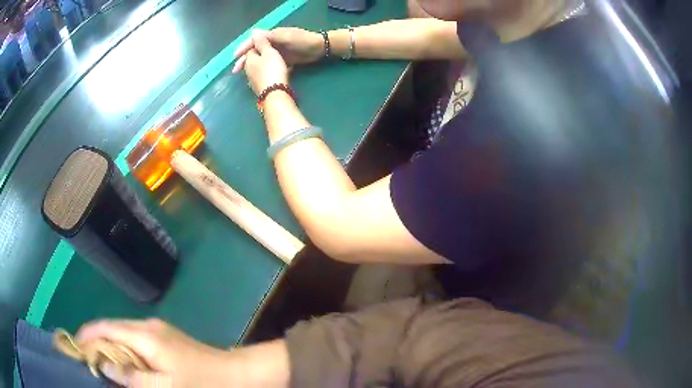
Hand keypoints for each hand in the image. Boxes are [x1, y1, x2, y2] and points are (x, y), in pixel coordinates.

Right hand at [77, 319, 235, 387]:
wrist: (238, 374)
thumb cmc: (204, 384)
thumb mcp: (166, 387)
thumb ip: (131, 376)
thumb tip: (102, 363)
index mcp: (145, 335)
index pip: (105, 327)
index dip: (87, 335)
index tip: (75, 346)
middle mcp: (148, 326)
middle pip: (112, 327)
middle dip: (96, 339)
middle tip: (86, 357)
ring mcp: (159, 330)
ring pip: (124, 333)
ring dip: (110, 344)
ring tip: (100, 361)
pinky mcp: (167, 338)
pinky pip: (136, 339)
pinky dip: (125, 348)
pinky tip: (125, 362)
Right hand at [233, 28, 322, 72]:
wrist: (320, 49)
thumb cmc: (303, 41)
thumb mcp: (286, 38)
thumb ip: (270, 37)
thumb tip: (253, 33)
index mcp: (273, 36)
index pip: (254, 41)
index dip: (244, 48)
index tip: (235, 57)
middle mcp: (273, 43)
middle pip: (255, 51)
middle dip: (244, 60)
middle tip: (235, 70)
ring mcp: (279, 52)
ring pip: (261, 59)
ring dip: (252, 67)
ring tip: (243, 75)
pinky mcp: (284, 60)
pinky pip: (270, 65)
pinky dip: (263, 70)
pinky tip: (257, 78)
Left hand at [240, 30, 290, 95]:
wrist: (275, 93)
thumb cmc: (272, 70)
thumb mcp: (269, 53)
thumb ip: (262, 42)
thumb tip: (253, 32)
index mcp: (249, 59)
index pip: (250, 49)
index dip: (258, 44)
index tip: (267, 42)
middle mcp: (248, 70)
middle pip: (251, 59)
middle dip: (258, 55)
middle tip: (268, 53)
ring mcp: (253, 81)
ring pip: (256, 69)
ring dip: (261, 65)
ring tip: (270, 63)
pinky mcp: (260, 89)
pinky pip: (261, 77)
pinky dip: (266, 73)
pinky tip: (273, 74)